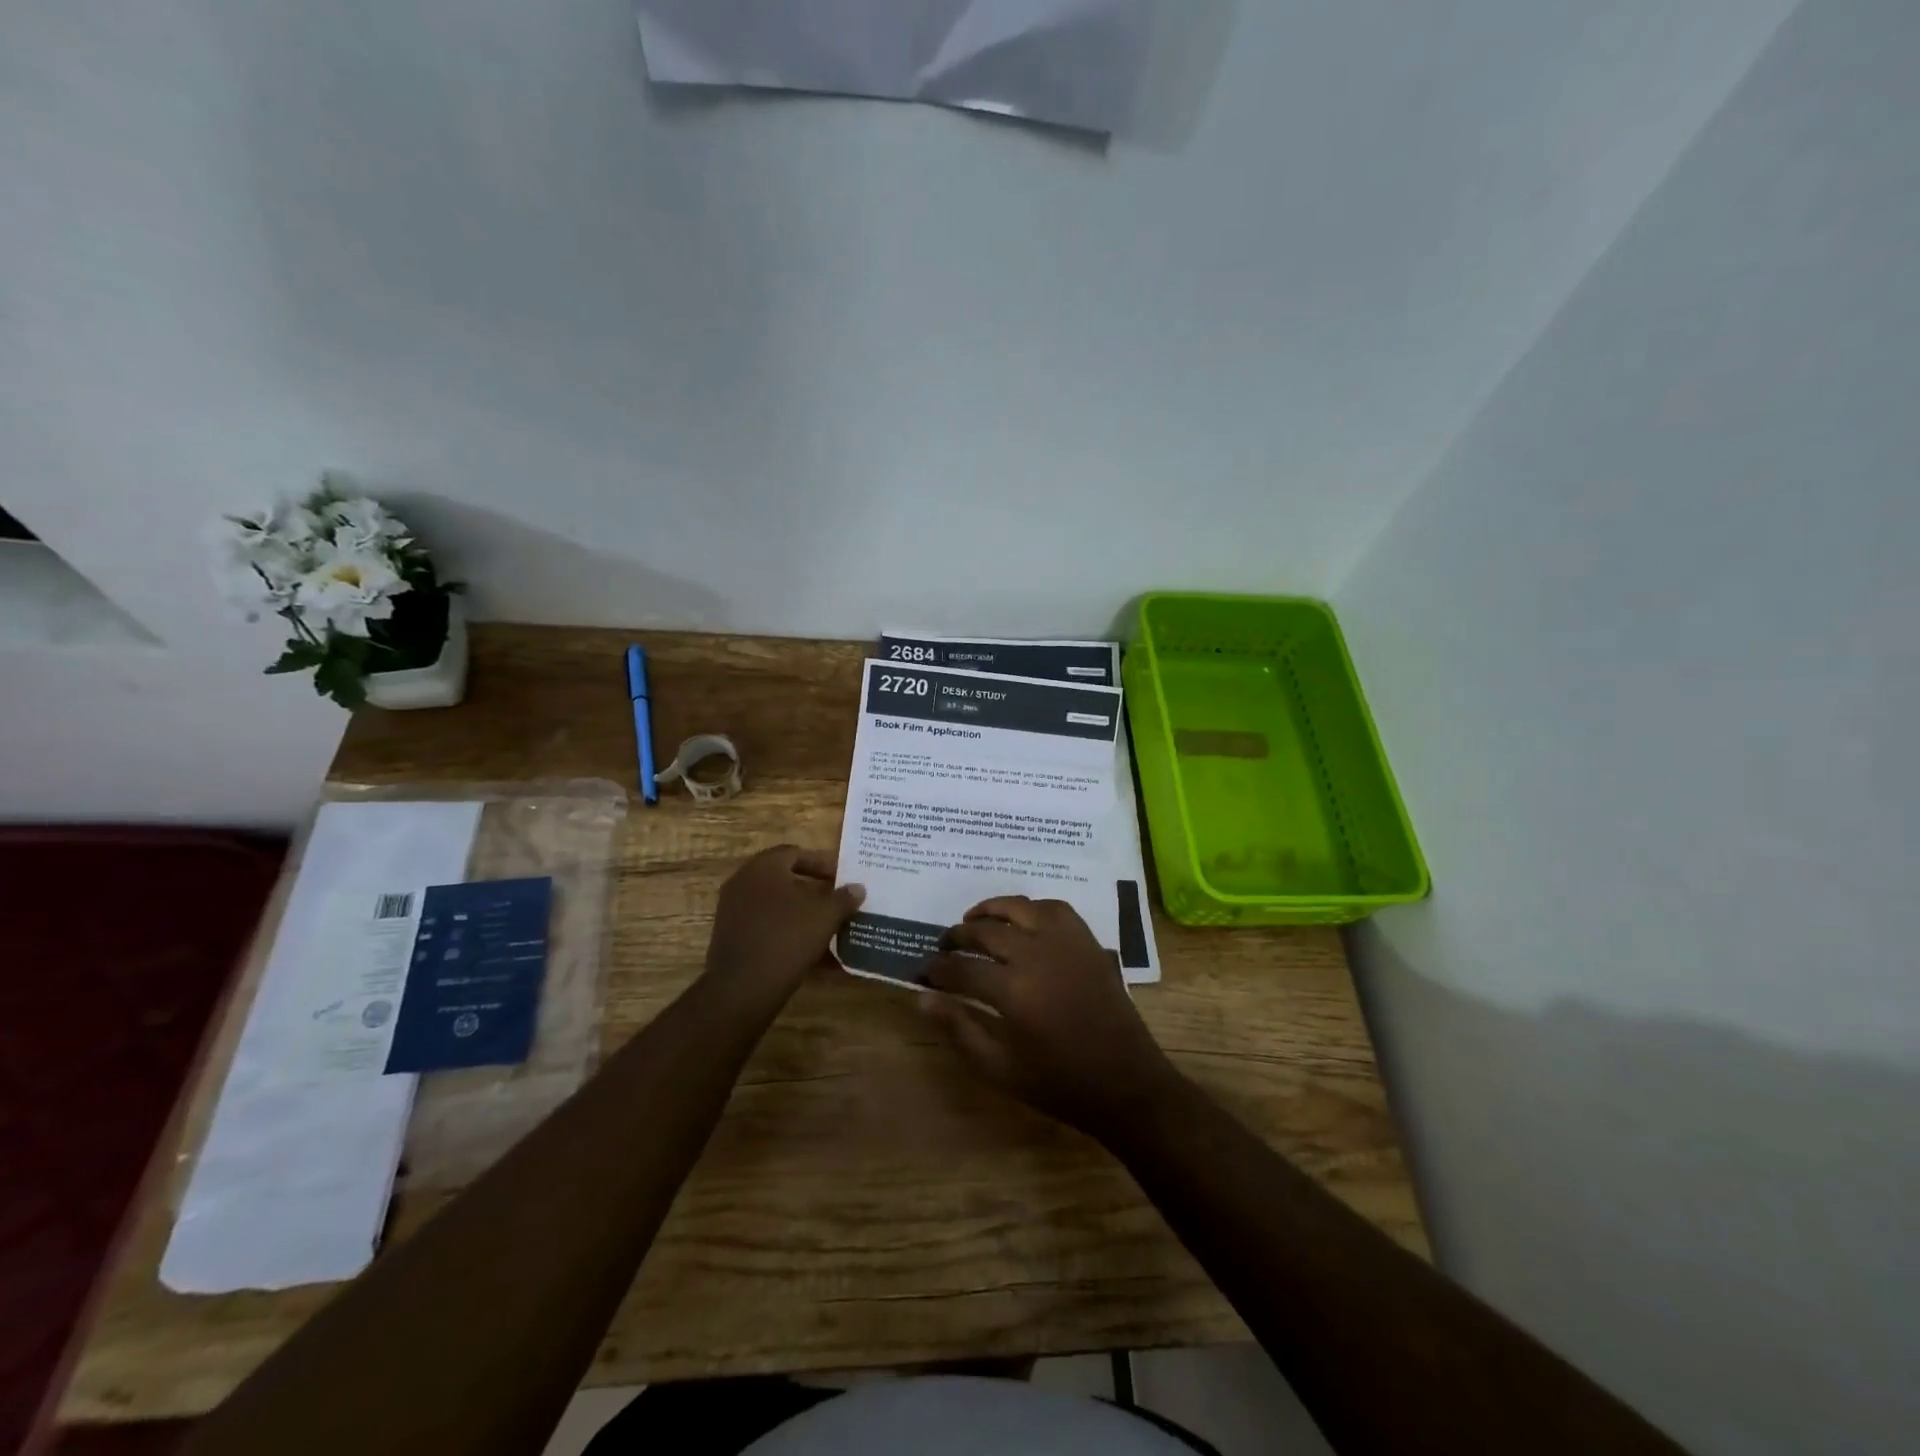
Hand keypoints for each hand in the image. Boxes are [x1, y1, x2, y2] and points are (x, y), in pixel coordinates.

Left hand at [704, 846, 864, 1007]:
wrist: (743, 988)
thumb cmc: (787, 938)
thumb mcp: (825, 915)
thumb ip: (843, 898)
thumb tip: (858, 888)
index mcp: (763, 867)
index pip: (796, 853)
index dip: (822, 864)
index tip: (842, 879)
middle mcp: (743, 882)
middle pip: (785, 879)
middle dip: (814, 891)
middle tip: (837, 902)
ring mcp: (733, 911)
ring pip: (776, 906)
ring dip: (802, 914)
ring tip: (828, 928)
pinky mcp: (731, 938)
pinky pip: (766, 927)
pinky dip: (788, 933)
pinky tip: (812, 953)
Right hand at [922, 896, 1184, 1141]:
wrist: (1125, 1083)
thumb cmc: (1059, 1083)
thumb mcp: (1000, 1068)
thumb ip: (959, 1028)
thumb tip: (922, 998)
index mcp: (1013, 991)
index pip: (960, 969)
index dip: (937, 970)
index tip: (924, 972)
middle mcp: (1037, 955)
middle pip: (986, 931)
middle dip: (957, 937)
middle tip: (944, 946)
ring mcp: (1066, 942)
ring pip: (1019, 908)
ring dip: (991, 910)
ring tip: (973, 920)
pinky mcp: (1087, 941)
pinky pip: (1055, 907)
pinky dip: (1032, 907)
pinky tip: (1021, 920)